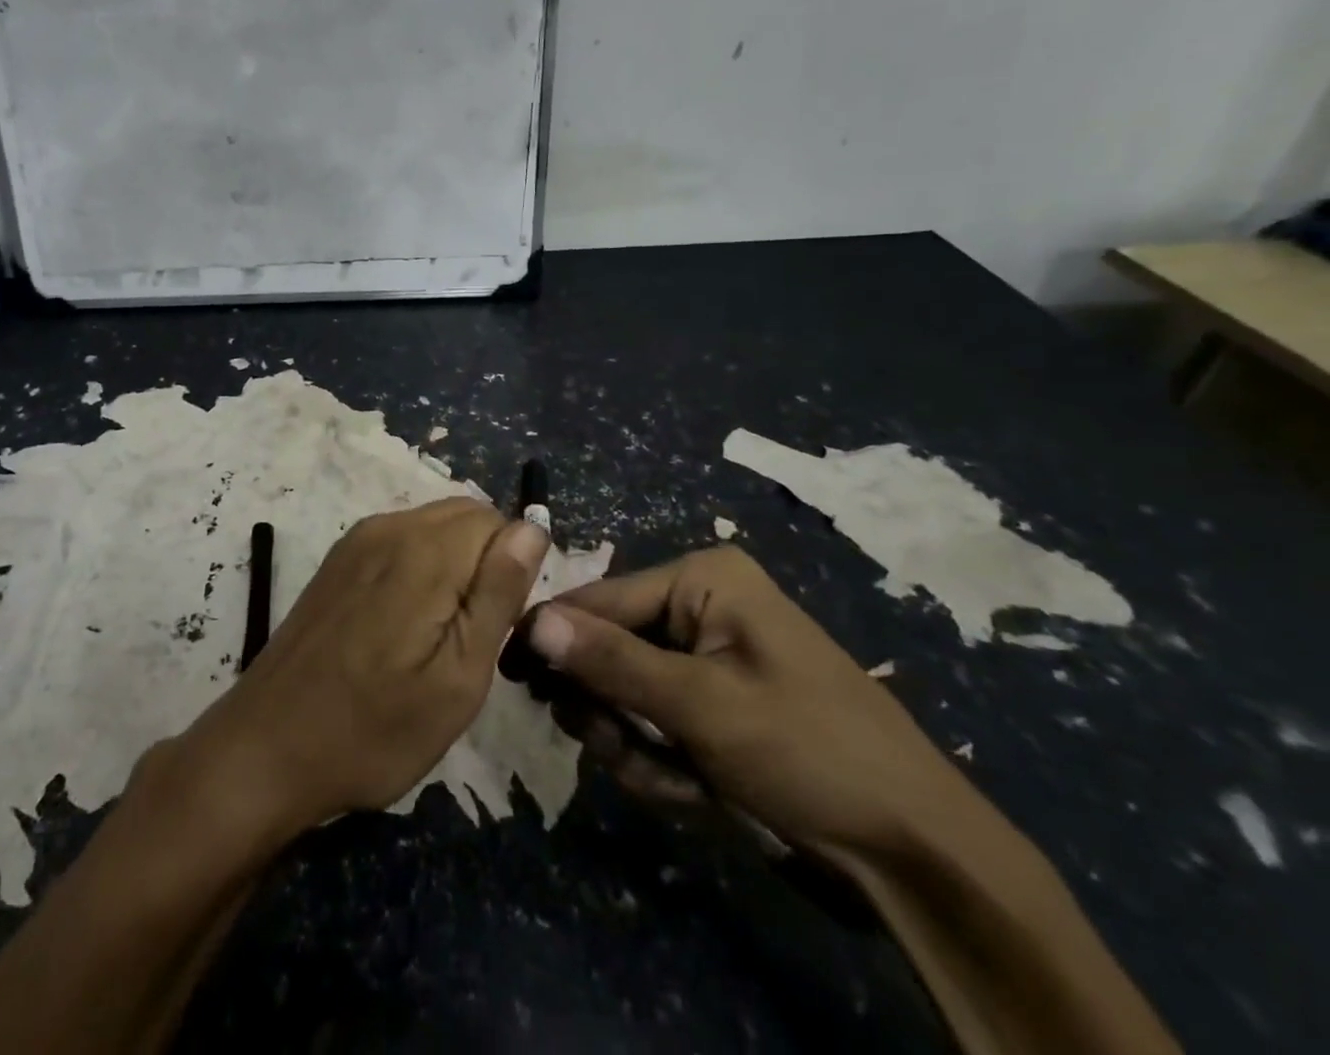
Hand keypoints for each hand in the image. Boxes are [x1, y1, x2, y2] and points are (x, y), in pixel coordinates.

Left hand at [177, 499, 549, 837]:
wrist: (268, 748)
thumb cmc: (375, 729)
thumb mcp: (458, 678)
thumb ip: (498, 593)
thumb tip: (532, 528)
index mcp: (424, 549)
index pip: (500, 522)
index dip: (512, 572)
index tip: (495, 628)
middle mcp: (389, 526)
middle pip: (467, 517)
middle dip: (485, 565)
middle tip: (468, 639)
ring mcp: (358, 539)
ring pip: (435, 528)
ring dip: (453, 568)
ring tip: (434, 639)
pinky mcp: (339, 558)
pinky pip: (402, 542)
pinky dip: (421, 569)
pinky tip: (400, 628)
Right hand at [526, 546, 981, 869]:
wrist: (917, 851)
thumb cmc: (809, 751)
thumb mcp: (702, 706)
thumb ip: (611, 662)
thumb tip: (532, 620)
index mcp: (703, 579)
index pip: (601, 598)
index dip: (554, 637)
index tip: (511, 673)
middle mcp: (702, 606)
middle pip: (611, 648)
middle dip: (610, 708)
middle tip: (619, 750)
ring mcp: (710, 656)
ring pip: (628, 691)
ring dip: (635, 741)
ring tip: (672, 779)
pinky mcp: (717, 702)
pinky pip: (658, 720)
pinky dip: (662, 758)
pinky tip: (695, 789)